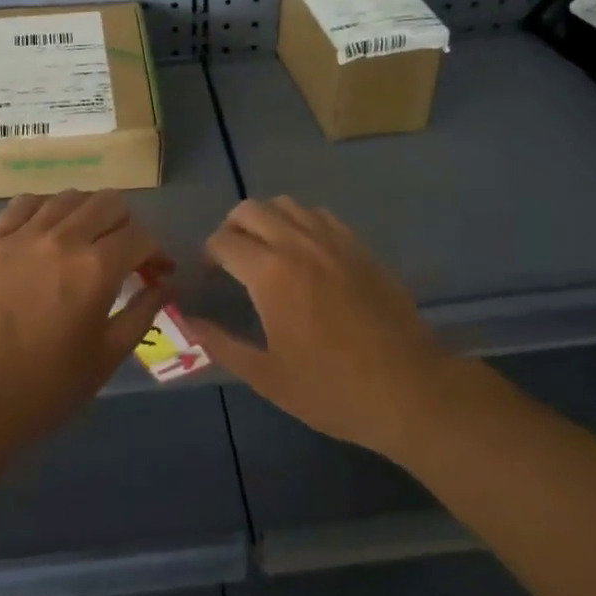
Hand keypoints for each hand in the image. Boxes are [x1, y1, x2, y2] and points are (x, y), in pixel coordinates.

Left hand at [0, 190, 171, 444]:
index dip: (156, 252)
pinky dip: (47, 208)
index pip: (140, 235)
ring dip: (89, 213)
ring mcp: (22, 235)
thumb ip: (142, 313)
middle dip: (127, 225)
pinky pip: (26, 203)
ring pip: (69, 197)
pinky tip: (48, 231)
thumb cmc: (46, 387)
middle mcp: (62, 239)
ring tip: (87, 240)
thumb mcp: (106, 357)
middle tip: (124, 254)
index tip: (156, 272)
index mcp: (95, 269)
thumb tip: (166, 285)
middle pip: (109, 203)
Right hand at [187, 197, 446, 458]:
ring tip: (266, 251)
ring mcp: (333, 241)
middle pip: (250, 209)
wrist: (409, 389)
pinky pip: (321, 216)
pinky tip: (305, 253)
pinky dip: (301, 223)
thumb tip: (186, 321)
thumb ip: (221, 344)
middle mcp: (298, 244)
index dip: (209, 254)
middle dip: (231, 227)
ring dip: (266, 219)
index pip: (223, 241)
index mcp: (270, 273)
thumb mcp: (266, 376)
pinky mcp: (360, 248)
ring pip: (287, 205)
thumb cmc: (331, 389)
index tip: (210, 276)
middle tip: (232, 259)